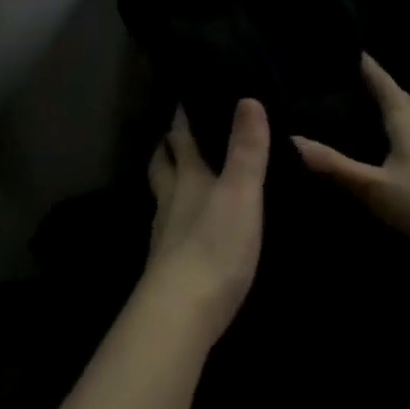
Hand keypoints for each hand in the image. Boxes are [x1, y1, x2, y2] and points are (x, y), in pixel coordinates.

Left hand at [142, 100, 268, 344]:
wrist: (182, 311)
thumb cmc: (215, 245)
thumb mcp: (241, 192)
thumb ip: (246, 149)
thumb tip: (247, 98)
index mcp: (187, 176)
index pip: (179, 136)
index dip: (181, 116)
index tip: (185, 97)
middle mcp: (170, 197)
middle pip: (162, 163)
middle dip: (168, 145)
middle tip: (177, 131)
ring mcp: (164, 231)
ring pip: (161, 193)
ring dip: (169, 178)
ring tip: (182, 173)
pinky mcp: (167, 262)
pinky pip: (168, 226)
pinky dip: (176, 215)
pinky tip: (188, 225)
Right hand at [292, 54, 409, 258]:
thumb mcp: (375, 188)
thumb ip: (334, 165)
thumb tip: (290, 139)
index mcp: (404, 114)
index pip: (377, 76)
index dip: (358, 60)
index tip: (334, 44)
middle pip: (391, 93)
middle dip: (364, 83)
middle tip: (330, 78)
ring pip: (402, 114)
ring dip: (379, 106)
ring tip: (349, 105)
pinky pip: (409, 133)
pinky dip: (389, 128)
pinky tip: (380, 142)